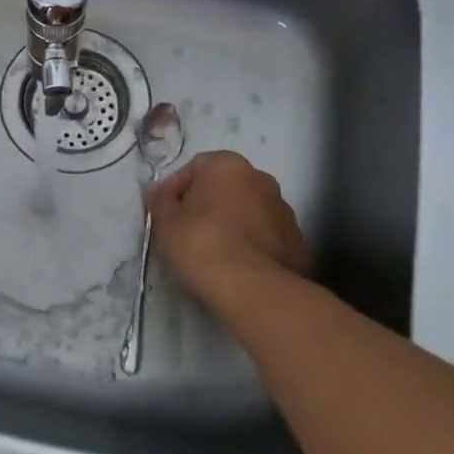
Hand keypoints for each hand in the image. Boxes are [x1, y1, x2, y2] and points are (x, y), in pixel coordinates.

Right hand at [147, 151, 309, 315]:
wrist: (253, 289)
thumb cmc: (202, 244)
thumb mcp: (166, 222)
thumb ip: (159, 201)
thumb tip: (156, 191)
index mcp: (228, 165)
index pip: (194, 167)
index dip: (175, 190)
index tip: (164, 214)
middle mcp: (261, 178)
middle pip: (224, 187)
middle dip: (206, 204)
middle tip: (187, 231)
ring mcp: (284, 210)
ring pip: (248, 211)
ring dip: (231, 223)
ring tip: (213, 252)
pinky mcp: (297, 241)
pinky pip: (265, 236)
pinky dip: (251, 244)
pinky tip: (237, 266)